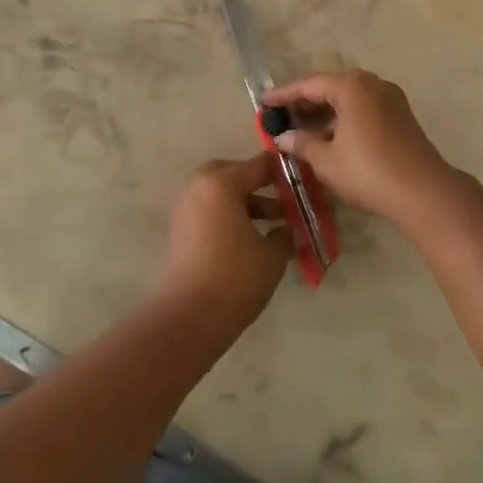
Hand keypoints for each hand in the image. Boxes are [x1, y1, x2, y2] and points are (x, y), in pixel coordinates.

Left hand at [155, 156, 292, 330]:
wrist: (189, 317)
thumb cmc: (235, 278)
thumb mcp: (272, 255)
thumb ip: (284, 233)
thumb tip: (287, 228)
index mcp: (221, 184)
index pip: (258, 165)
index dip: (282, 170)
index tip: (302, 177)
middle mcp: (199, 187)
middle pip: (232, 174)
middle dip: (257, 184)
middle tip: (281, 198)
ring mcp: (185, 208)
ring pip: (219, 193)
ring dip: (244, 202)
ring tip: (274, 224)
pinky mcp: (179, 230)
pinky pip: (208, 210)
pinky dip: (228, 215)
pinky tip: (249, 238)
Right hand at [264, 69, 459, 222]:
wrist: (424, 192)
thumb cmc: (368, 171)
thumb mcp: (326, 160)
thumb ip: (302, 144)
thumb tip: (284, 137)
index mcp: (351, 86)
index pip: (308, 85)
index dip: (284, 95)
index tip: (264, 102)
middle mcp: (371, 84)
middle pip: (330, 87)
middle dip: (305, 101)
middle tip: (282, 115)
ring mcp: (390, 98)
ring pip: (349, 98)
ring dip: (325, 111)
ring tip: (303, 128)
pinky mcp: (401, 116)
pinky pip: (364, 108)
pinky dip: (344, 117)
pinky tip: (331, 136)